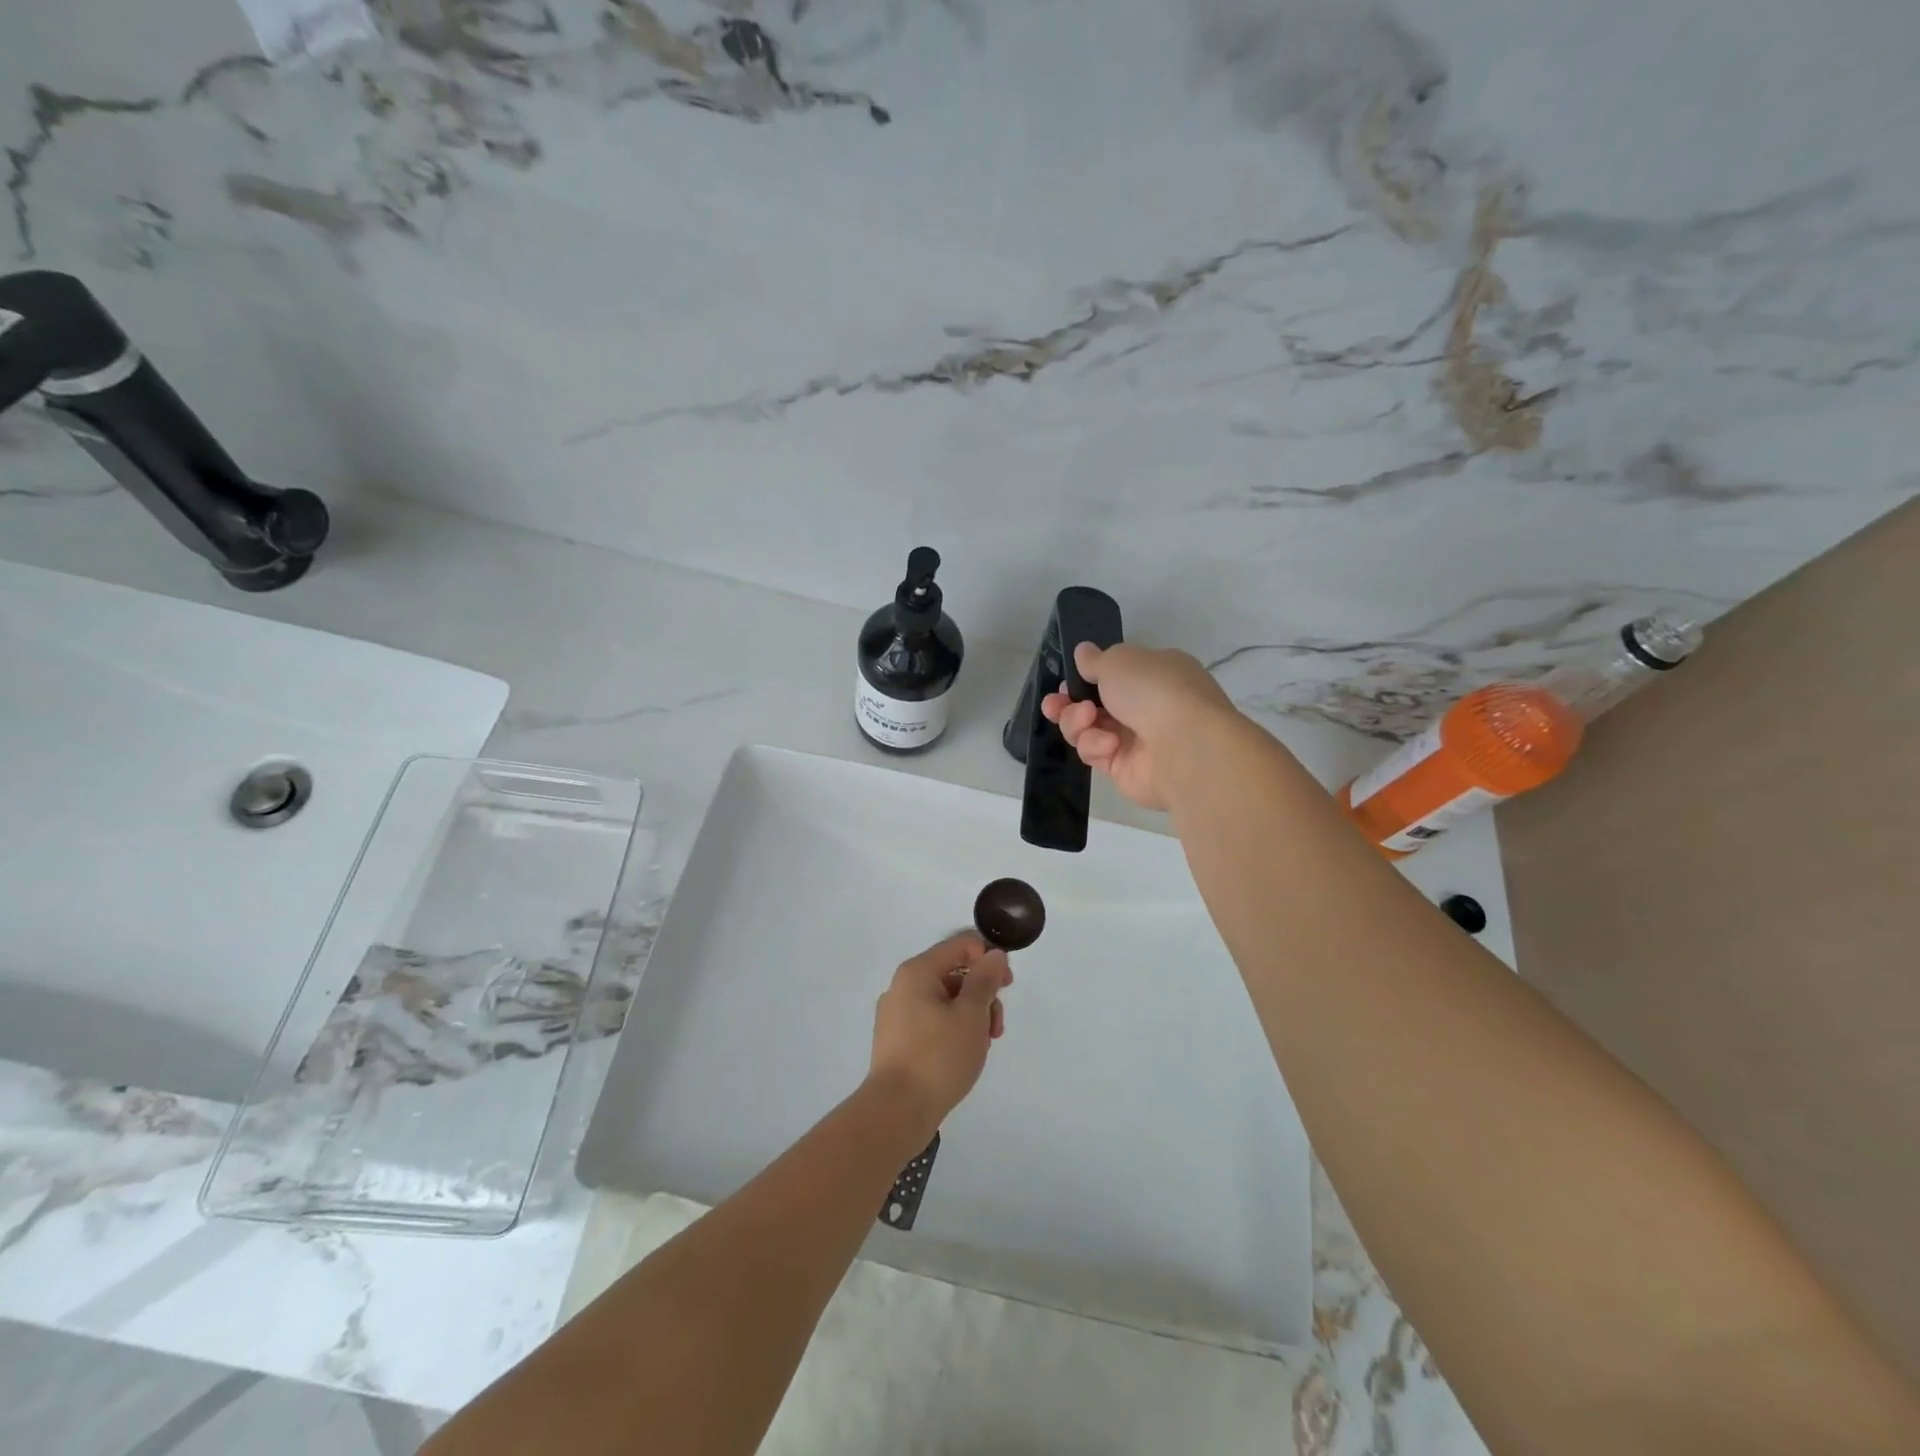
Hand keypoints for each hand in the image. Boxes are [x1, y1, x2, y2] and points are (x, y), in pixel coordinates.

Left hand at [869, 932, 1011, 1127]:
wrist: (897, 1111)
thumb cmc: (938, 1056)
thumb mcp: (971, 1014)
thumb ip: (985, 980)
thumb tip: (993, 955)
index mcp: (917, 971)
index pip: (960, 946)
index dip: (988, 958)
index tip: (1007, 985)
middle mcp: (903, 986)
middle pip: (953, 974)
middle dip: (982, 995)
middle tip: (996, 1026)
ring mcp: (897, 1015)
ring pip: (945, 1001)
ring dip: (971, 1016)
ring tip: (982, 1047)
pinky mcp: (897, 1041)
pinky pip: (933, 1022)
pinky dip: (953, 1031)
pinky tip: (964, 1056)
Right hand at [1041, 642, 1238, 810]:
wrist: (1185, 748)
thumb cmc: (1154, 690)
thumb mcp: (1119, 660)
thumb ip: (1095, 660)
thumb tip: (1083, 652)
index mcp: (1154, 674)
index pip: (1113, 675)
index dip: (1084, 678)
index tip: (1066, 680)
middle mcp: (1146, 706)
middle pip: (1093, 704)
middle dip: (1068, 704)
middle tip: (1053, 705)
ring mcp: (1136, 740)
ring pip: (1088, 729)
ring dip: (1077, 722)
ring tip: (1086, 719)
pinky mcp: (1124, 769)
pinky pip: (1095, 753)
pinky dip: (1095, 746)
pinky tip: (1108, 744)